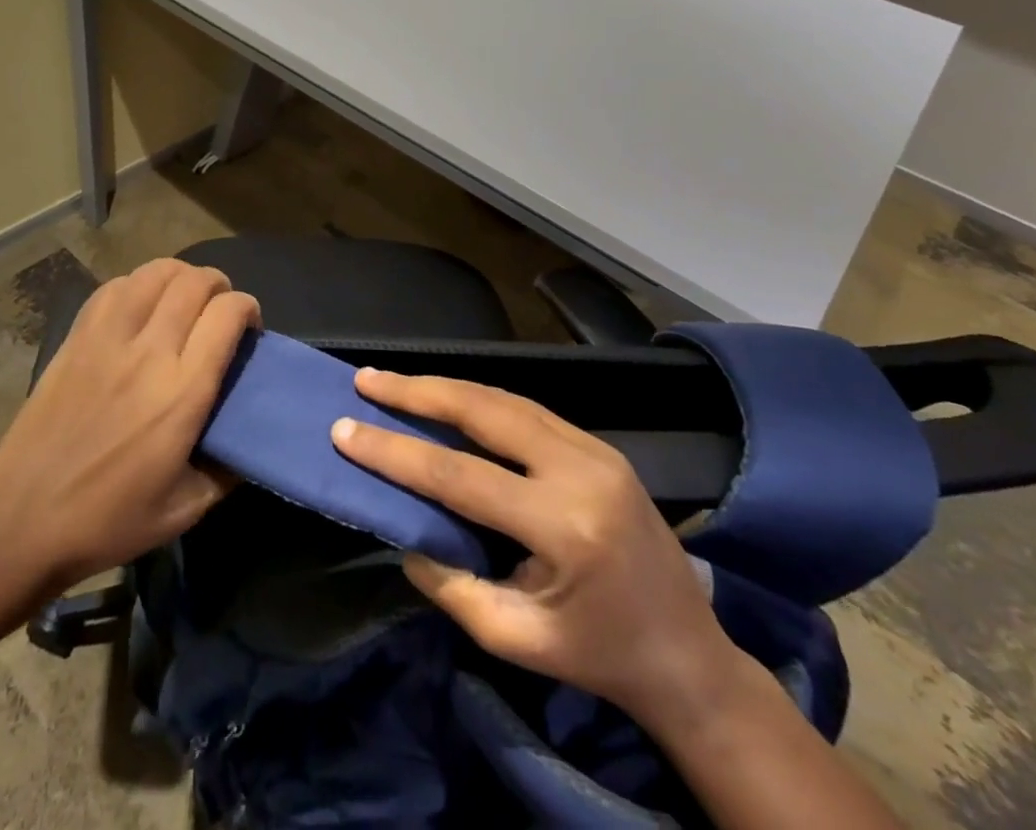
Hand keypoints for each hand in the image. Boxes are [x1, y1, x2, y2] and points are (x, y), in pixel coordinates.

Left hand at [0, 258, 257, 594]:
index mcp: (182, 392)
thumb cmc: (107, 521)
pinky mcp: (76, 337)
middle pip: (193, 283)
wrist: (21, 520)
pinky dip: (137, 284)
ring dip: (179, 276)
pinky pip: (114, 287)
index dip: (247, 308)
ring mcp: (106, 338)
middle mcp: (148, 352)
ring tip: (183, 298)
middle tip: (220, 309)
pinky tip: (140, 305)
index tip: (249, 326)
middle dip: (218, 285)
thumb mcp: (184, 510)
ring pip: (153, 273)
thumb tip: (250, 443)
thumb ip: (227, 471)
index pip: (226, 315)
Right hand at [331, 369, 742, 734]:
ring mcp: (596, 450)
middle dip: (418, 392)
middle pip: (483, 411)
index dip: (396, 452)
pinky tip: (446, 399)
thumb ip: (452, 586)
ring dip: (445, 388)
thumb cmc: (600, 656)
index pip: (459, 476)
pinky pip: (526, 410)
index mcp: (564, 527)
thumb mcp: (517, 641)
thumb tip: (405, 534)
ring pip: (504, 399)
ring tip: (394, 383)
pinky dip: (478, 400)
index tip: (345, 430)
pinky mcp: (599, 445)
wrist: (689, 655)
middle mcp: (581, 471)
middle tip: (366, 380)